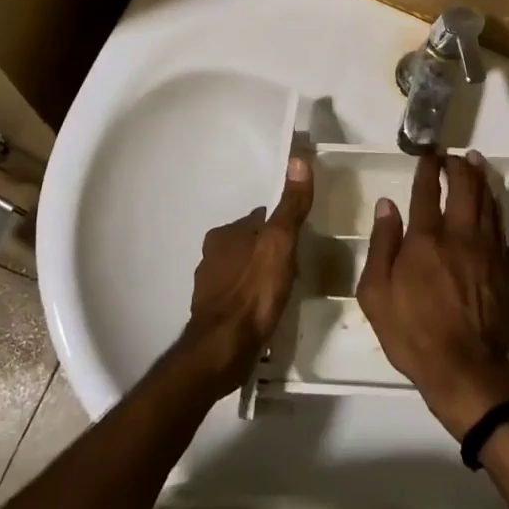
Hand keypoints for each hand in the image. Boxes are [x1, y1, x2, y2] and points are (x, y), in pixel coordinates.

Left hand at [177, 155, 312, 393]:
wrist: (223, 349)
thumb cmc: (254, 292)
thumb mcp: (280, 243)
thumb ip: (291, 205)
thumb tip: (298, 159)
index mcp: (225, 233)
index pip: (260, 219)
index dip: (281, 228)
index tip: (299, 241)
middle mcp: (211, 254)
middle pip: (250, 244)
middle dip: (269, 252)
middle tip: (294, 268)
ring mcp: (208, 285)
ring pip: (242, 270)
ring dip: (259, 276)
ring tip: (282, 291)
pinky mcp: (211, 313)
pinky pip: (237, 296)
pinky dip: (250, 298)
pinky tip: (265, 311)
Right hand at [357, 151, 508, 436]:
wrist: (465, 369)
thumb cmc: (412, 332)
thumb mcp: (376, 293)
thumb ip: (381, 244)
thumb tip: (387, 205)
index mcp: (425, 239)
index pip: (426, 191)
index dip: (427, 168)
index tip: (427, 153)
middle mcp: (459, 235)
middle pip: (464, 188)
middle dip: (458, 165)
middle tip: (453, 155)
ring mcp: (486, 250)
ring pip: (487, 202)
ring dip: (480, 178)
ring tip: (475, 162)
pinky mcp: (505, 267)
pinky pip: (501, 225)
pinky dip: (495, 205)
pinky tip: (492, 200)